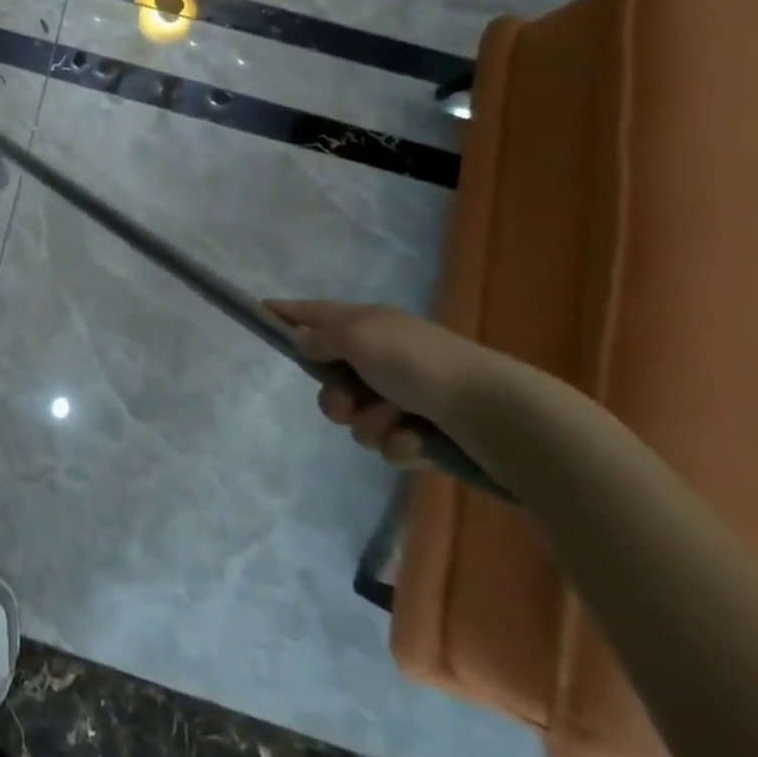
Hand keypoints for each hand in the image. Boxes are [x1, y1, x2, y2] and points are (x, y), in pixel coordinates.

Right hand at [267, 300, 519, 468]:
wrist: (497, 413)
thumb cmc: (418, 363)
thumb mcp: (357, 336)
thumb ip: (320, 337)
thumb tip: (305, 342)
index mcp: (367, 325)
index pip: (314, 312)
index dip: (286, 313)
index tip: (260, 313)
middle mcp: (383, 356)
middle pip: (330, 378)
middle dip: (334, 398)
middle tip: (347, 405)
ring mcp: (405, 396)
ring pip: (357, 416)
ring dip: (369, 424)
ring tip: (396, 424)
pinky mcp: (425, 432)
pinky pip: (388, 443)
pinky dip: (398, 444)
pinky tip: (417, 443)